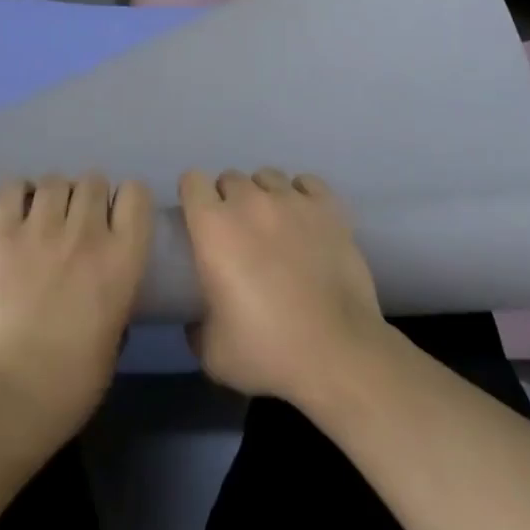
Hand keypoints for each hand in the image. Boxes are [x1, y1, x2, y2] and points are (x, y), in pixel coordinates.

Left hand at [0, 175, 152, 447]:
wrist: (3, 400)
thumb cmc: (68, 387)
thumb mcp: (113, 342)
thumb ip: (116, 301)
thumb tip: (108, 287)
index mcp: (123, 259)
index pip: (136, 194)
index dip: (126, 202)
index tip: (116, 220)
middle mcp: (86, 233)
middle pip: (94, 180)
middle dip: (88, 197)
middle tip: (76, 224)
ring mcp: (40, 229)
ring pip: (55, 179)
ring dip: (54, 194)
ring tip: (44, 218)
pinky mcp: (0, 234)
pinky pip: (12, 188)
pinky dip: (17, 193)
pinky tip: (16, 212)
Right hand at [179, 169, 389, 406]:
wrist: (338, 352)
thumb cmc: (267, 350)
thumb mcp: (212, 352)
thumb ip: (195, 325)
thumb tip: (196, 317)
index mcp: (213, 227)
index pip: (192, 182)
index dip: (193, 197)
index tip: (198, 220)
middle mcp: (250, 201)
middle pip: (230, 178)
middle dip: (228, 200)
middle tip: (238, 233)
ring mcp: (291, 200)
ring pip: (267, 176)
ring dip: (263, 195)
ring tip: (273, 224)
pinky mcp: (328, 207)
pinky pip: (306, 182)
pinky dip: (301, 194)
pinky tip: (304, 217)